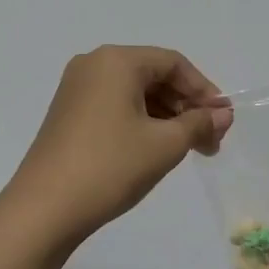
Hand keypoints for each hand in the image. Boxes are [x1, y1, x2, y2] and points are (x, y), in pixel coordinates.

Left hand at [8, 45, 231, 240]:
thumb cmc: (111, 166)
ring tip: (188, 149)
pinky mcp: (68, 113)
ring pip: (134, 93)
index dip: (204, 90)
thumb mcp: (164, 145)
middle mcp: (93, 65)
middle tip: (210, 141)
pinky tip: (156, 148)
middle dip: (186, 106)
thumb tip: (223, 114)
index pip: (173, 63)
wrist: (45, 208)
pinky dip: (141, 122)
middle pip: (153, 75)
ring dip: (166, 117)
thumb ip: (198, 123)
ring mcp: (76, 89)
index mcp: (116, 61)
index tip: (223, 120)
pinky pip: (115, 106)